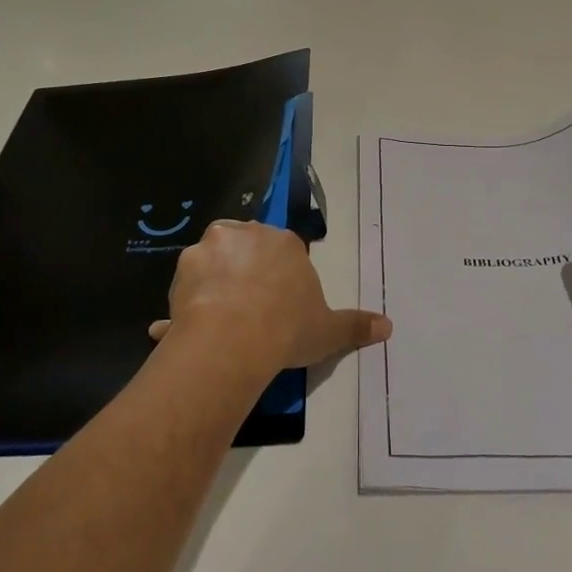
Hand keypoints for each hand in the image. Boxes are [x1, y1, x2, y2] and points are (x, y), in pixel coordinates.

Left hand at [149, 220, 390, 385]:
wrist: (235, 338)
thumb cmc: (288, 327)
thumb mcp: (328, 330)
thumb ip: (356, 325)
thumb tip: (388, 326)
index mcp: (284, 241)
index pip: (281, 252)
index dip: (278, 279)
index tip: (276, 307)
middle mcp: (246, 234)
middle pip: (245, 249)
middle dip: (244, 274)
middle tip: (247, 312)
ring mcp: (210, 248)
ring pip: (212, 263)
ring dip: (212, 284)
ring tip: (216, 323)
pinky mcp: (183, 268)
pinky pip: (186, 286)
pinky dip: (185, 304)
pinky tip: (187, 328)